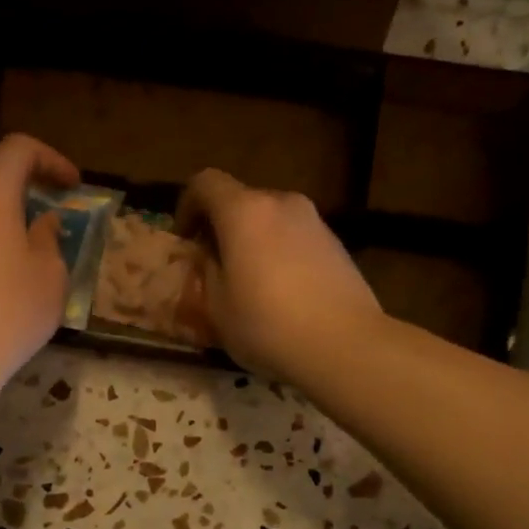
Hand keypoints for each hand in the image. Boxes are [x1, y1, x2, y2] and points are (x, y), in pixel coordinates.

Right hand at [176, 168, 381, 379]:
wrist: (344, 344)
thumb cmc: (268, 326)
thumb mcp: (217, 307)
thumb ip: (208, 272)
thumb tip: (213, 258)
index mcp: (245, 212)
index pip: (205, 183)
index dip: (187, 206)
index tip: (184, 240)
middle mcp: (282, 203)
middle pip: (242, 201)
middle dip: (222, 227)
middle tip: (214, 267)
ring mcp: (315, 221)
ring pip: (271, 221)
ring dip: (253, 242)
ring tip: (250, 284)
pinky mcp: (337, 245)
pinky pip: (295, 239)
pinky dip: (280, 254)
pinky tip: (282, 294)